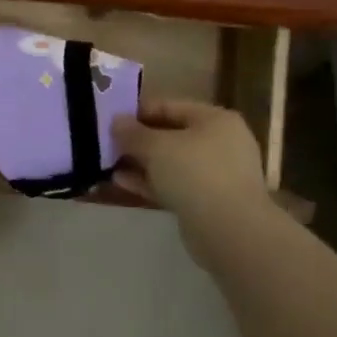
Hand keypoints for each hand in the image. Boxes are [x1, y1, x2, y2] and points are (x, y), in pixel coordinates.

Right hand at [112, 99, 282, 263]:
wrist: (229, 230)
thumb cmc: (195, 173)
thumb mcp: (156, 146)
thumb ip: (132, 132)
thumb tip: (116, 121)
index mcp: (215, 120)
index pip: (169, 106)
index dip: (138, 111)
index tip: (110, 119)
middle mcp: (220, 143)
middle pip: (170, 135)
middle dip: (138, 141)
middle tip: (107, 144)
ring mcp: (217, 174)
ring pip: (171, 163)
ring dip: (141, 163)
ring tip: (109, 165)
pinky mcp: (209, 201)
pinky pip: (174, 185)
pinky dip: (150, 182)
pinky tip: (122, 183)